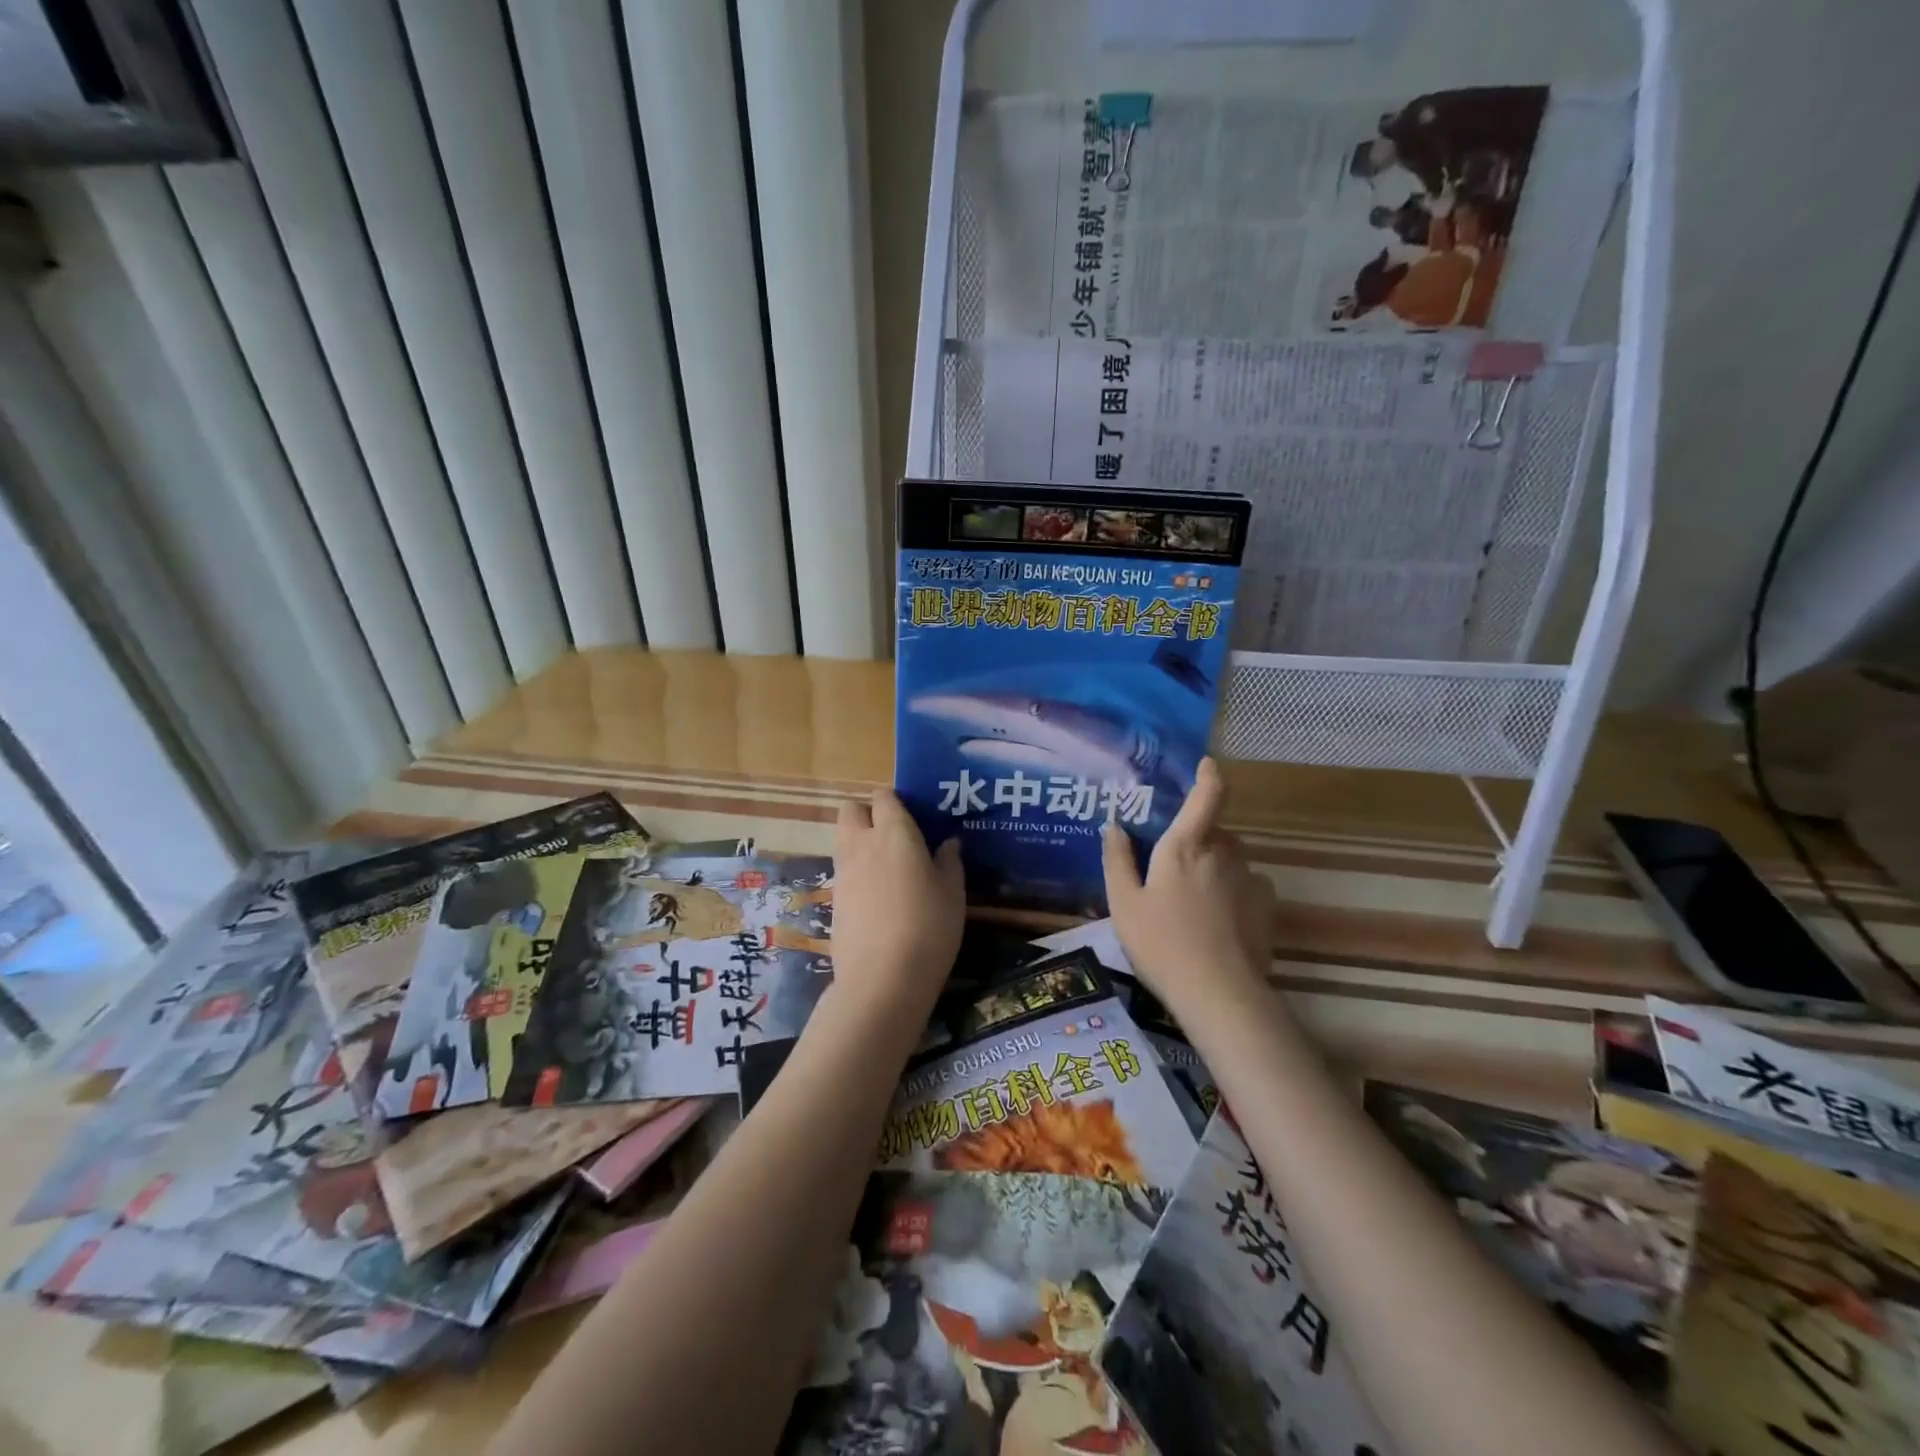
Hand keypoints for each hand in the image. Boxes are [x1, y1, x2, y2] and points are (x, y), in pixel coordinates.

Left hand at [829, 790, 964, 1016]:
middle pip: (851, 810)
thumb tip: (948, 843)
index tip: (915, 816)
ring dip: (860, 842)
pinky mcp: (833, 899)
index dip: (897, 801)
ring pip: (843, 839)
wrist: (882, 979)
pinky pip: (843, 870)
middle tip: (894, 835)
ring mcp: (843, 872)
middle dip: (868, 814)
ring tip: (889, 867)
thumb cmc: (928, 927)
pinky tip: (878, 896)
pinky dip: (856, 872)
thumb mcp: (953, 894)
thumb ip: (949, 862)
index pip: (884, 796)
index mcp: (894, 833)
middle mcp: (862, 843)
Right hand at [1102, 758, 1274, 1011]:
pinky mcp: (1267, 906)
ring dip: (1215, 866)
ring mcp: (1250, 879)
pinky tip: (1219, 920)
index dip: (1209, 776)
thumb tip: (1114, 825)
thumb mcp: (1123, 904)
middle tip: (1173, 868)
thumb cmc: (1161, 944)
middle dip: (1198, 839)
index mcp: (1186, 846)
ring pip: (1231, 858)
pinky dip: (1234, 891)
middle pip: (1215, 831)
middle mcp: (1223, 853)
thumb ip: (1117, 860)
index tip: (1208, 764)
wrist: (1219, 994)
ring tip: (1194, 901)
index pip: (1207, 796)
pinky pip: (1247, 885)